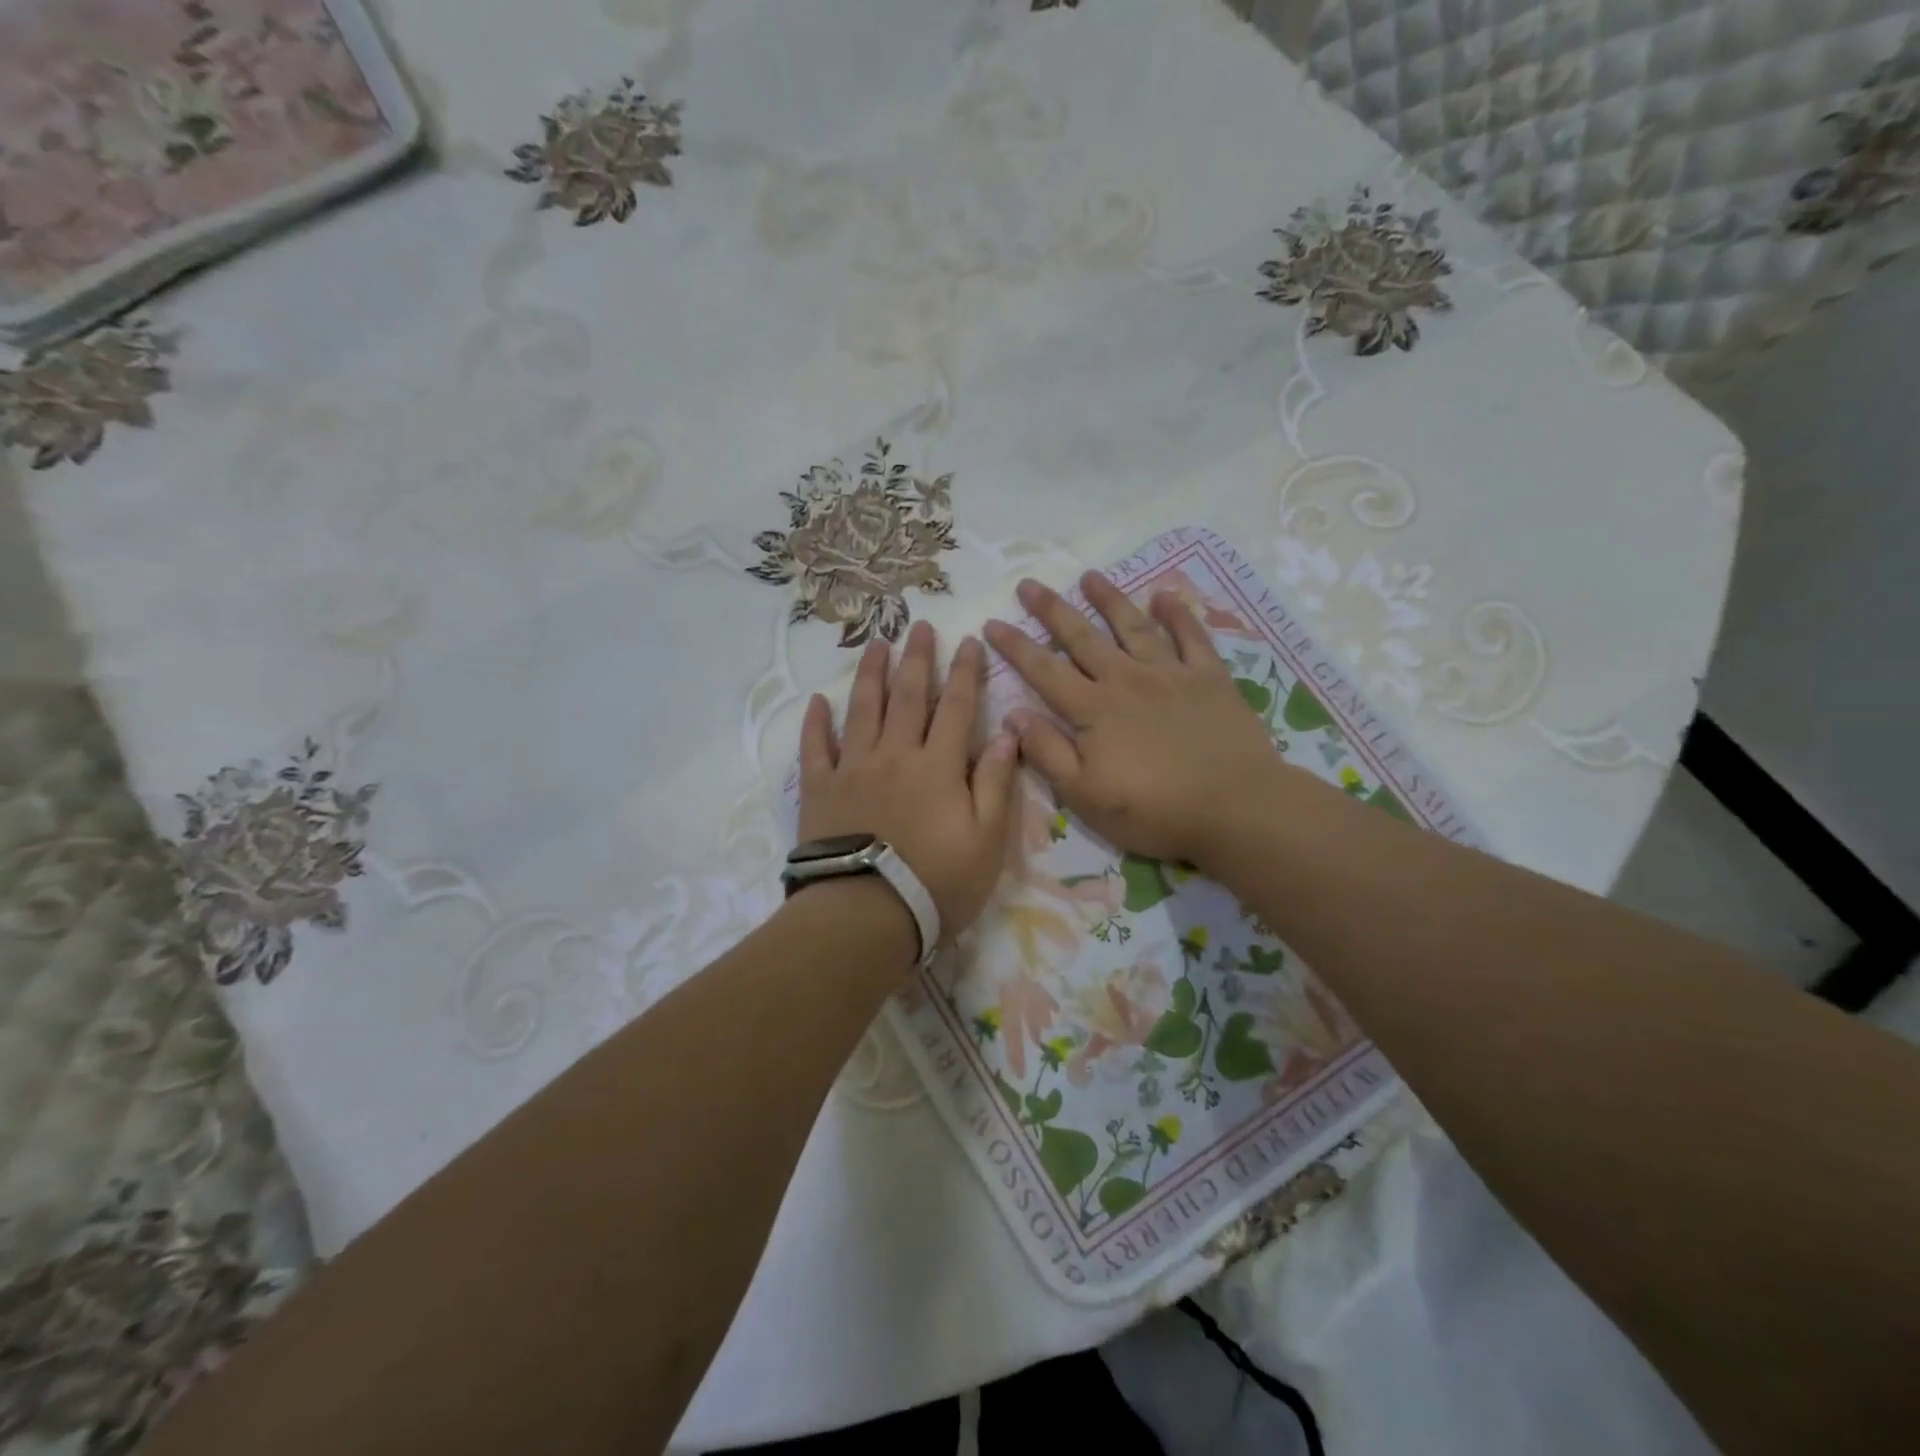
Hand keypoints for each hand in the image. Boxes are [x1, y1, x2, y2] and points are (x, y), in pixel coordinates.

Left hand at [799, 622, 1020, 944]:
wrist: (865, 915)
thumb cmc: (936, 882)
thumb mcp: (986, 841)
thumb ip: (997, 784)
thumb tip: (1009, 735)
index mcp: (938, 765)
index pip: (956, 707)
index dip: (965, 672)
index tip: (969, 641)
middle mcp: (895, 754)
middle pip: (907, 696)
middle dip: (916, 659)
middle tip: (919, 626)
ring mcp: (853, 768)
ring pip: (862, 709)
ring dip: (870, 674)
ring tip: (875, 644)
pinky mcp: (820, 789)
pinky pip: (815, 747)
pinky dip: (816, 722)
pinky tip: (819, 701)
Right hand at [983, 574, 1282, 867]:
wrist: (1236, 807)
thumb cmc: (1154, 810)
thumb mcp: (1085, 795)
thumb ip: (1047, 753)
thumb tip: (1013, 715)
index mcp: (1093, 710)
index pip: (1044, 670)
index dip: (1015, 646)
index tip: (992, 623)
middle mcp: (1126, 680)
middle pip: (1082, 637)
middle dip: (1052, 610)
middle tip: (1030, 584)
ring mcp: (1170, 674)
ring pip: (1132, 627)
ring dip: (1109, 599)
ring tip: (1090, 576)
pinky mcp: (1209, 678)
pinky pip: (1191, 636)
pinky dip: (1177, 614)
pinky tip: (1164, 595)